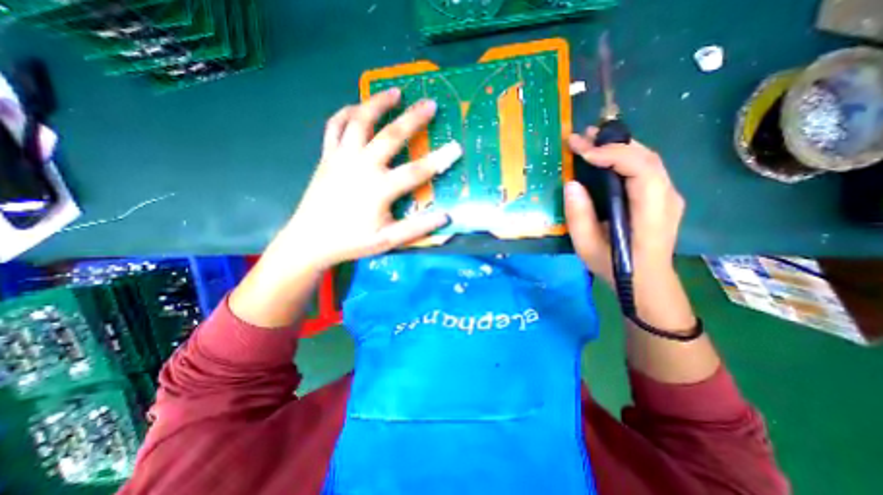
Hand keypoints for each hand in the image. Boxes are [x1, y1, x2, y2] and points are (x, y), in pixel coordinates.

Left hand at [266, 88, 462, 274]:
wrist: (310, 240)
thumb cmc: (351, 241)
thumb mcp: (387, 241)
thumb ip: (417, 229)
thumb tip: (445, 217)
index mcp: (378, 189)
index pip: (416, 171)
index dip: (439, 160)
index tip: (456, 147)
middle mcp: (361, 167)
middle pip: (390, 136)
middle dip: (413, 118)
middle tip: (430, 103)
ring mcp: (341, 158)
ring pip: (359, 121)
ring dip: (378, 103)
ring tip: (395, 91)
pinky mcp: (326, 156)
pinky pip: (334, 126)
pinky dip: (346, 112)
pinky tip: (357, 107)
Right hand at [562, 126, 685, 283]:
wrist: (646, 282)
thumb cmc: (615, 267)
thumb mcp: (587, 246)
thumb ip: (579, 216)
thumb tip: (572, 184)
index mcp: (651, 212)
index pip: (641, 169)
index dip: (613, 155)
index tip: (583, 153)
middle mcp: (667, 197)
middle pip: (646, 157)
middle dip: (612, 143)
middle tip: (582, 136)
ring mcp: (667, 195)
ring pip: (647, 158)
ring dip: (618, 146)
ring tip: (590, 140)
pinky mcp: (660, 196)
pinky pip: (645, 167)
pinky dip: (623, 156)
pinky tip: (604, 156)